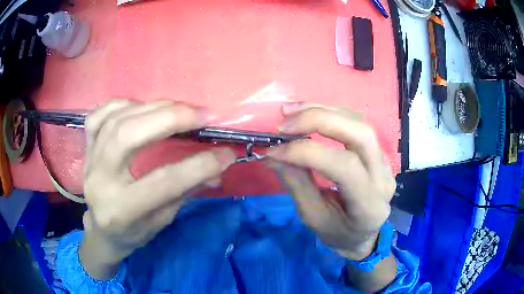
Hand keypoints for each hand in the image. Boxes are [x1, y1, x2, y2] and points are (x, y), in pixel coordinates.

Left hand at [79, 99, 235, 279]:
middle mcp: (100, 181)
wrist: (102, 230)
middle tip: (203, 115)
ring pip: (117, 119)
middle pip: (129, 136)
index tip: (227, 153)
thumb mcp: (163, 220)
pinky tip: (142, 107)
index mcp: (121, 211)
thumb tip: (218, 165)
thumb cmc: (134, 231)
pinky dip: (124, 104)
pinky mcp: (86, 147)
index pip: (163, 182)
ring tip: (180, 109)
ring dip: (154, 107)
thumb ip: (187, 190)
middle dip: (171, 119)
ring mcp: (89, 160)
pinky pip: (99, 114)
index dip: (199, 165)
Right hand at [267, 102, 395, 260]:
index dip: (306, 153)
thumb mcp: (313, 218)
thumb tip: (274, 154)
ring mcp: (385, 163)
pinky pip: (357, 125)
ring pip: (360, 123)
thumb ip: (297, 184)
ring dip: (324, 111)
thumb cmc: (338, 234)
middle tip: (284, 123)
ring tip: (291, 111)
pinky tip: (310, 114)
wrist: (363, 236)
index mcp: (369, 206)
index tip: (274, 151)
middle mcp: (384, 178)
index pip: (344, 167)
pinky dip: (330, 115)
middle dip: (319, 120)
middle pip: (361, 134)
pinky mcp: (379, 154)